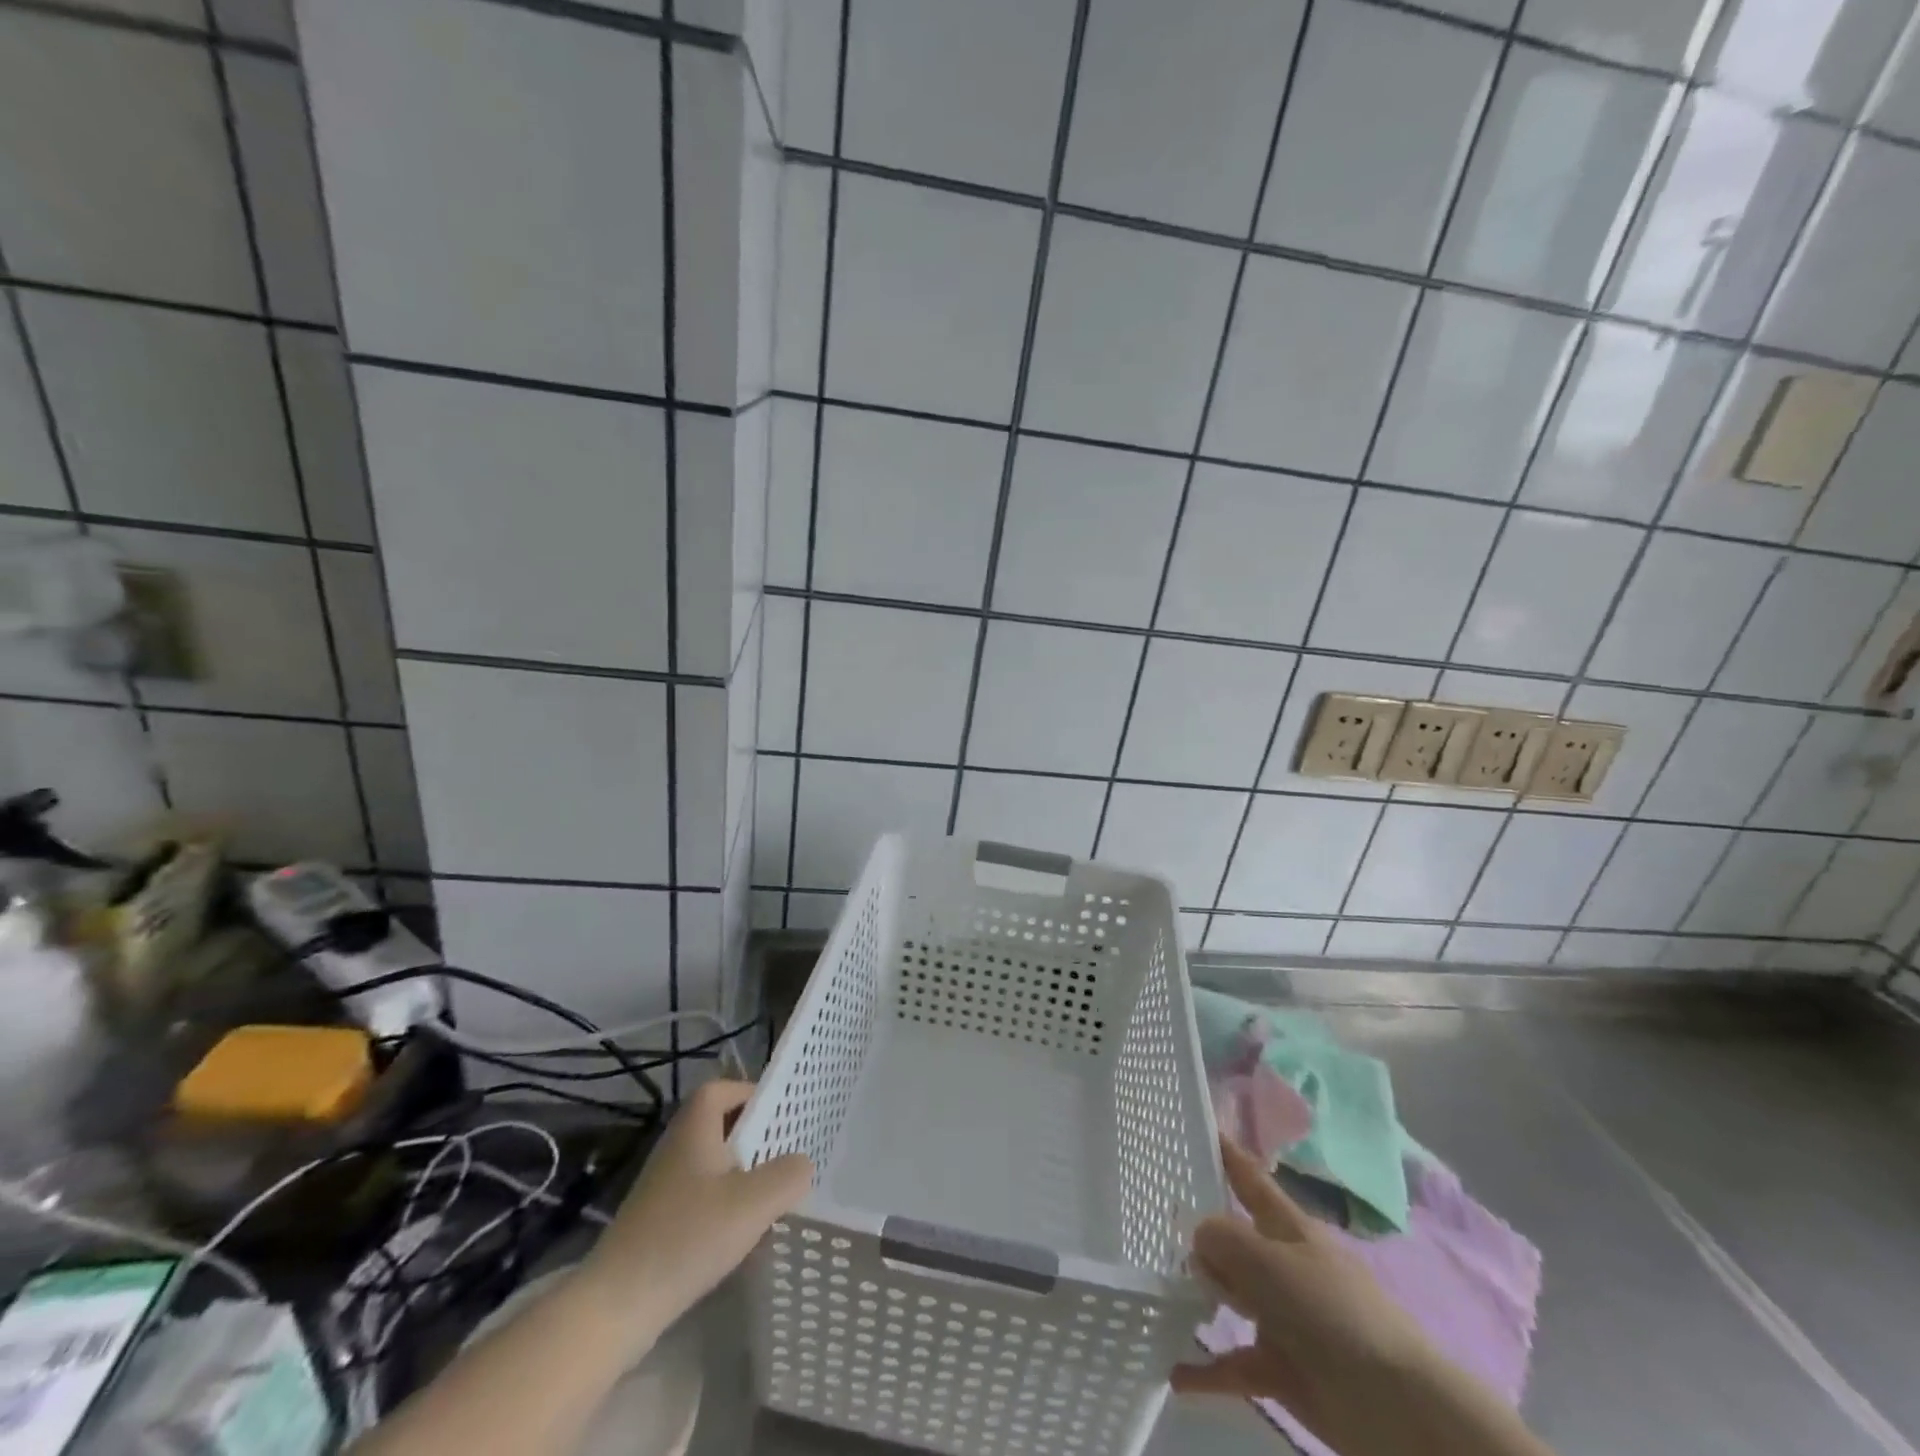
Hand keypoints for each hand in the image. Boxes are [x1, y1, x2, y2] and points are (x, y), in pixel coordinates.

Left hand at [579, 1080, 811, 1350]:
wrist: (616, 1306)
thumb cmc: (687, 1237)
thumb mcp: (753, 1202)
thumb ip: (788, 1174)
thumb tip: (803, 1163)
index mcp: (694, 1129)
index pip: (721, 1089)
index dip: (750, 1093)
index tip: (781, 1114)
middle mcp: (675, 1148)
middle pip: (717, 1125)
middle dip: (752, 1135)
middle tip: (784, 1153)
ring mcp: (662, 1187)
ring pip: (709, 1163)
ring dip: (739, 1172)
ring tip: (769, 1194)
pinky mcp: (656, 1222)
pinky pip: (698, 1196)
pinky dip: (722, 1203)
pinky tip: (738, 1232)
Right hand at [1174, 1136, 1445, 1449]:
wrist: (1394, 1405)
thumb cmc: (1330, 1310)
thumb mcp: (1268, 1260)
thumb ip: (1223, 1239)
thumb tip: (1199, 1239)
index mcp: (1288, 1228)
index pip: (1251, 1179)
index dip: (1228, 1154)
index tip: (1202, 1126)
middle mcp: (1282, 1265)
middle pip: (1234, 1239)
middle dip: (1200, 1232)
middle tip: (1153, 1221)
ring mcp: (1283, 1318)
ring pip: (1231, 1297)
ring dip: (1199, 1295)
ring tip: (1158, 1290)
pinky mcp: (1282, 1368)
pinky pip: (1234, 1363)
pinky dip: (1206, 1369)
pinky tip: (1173, 1371)